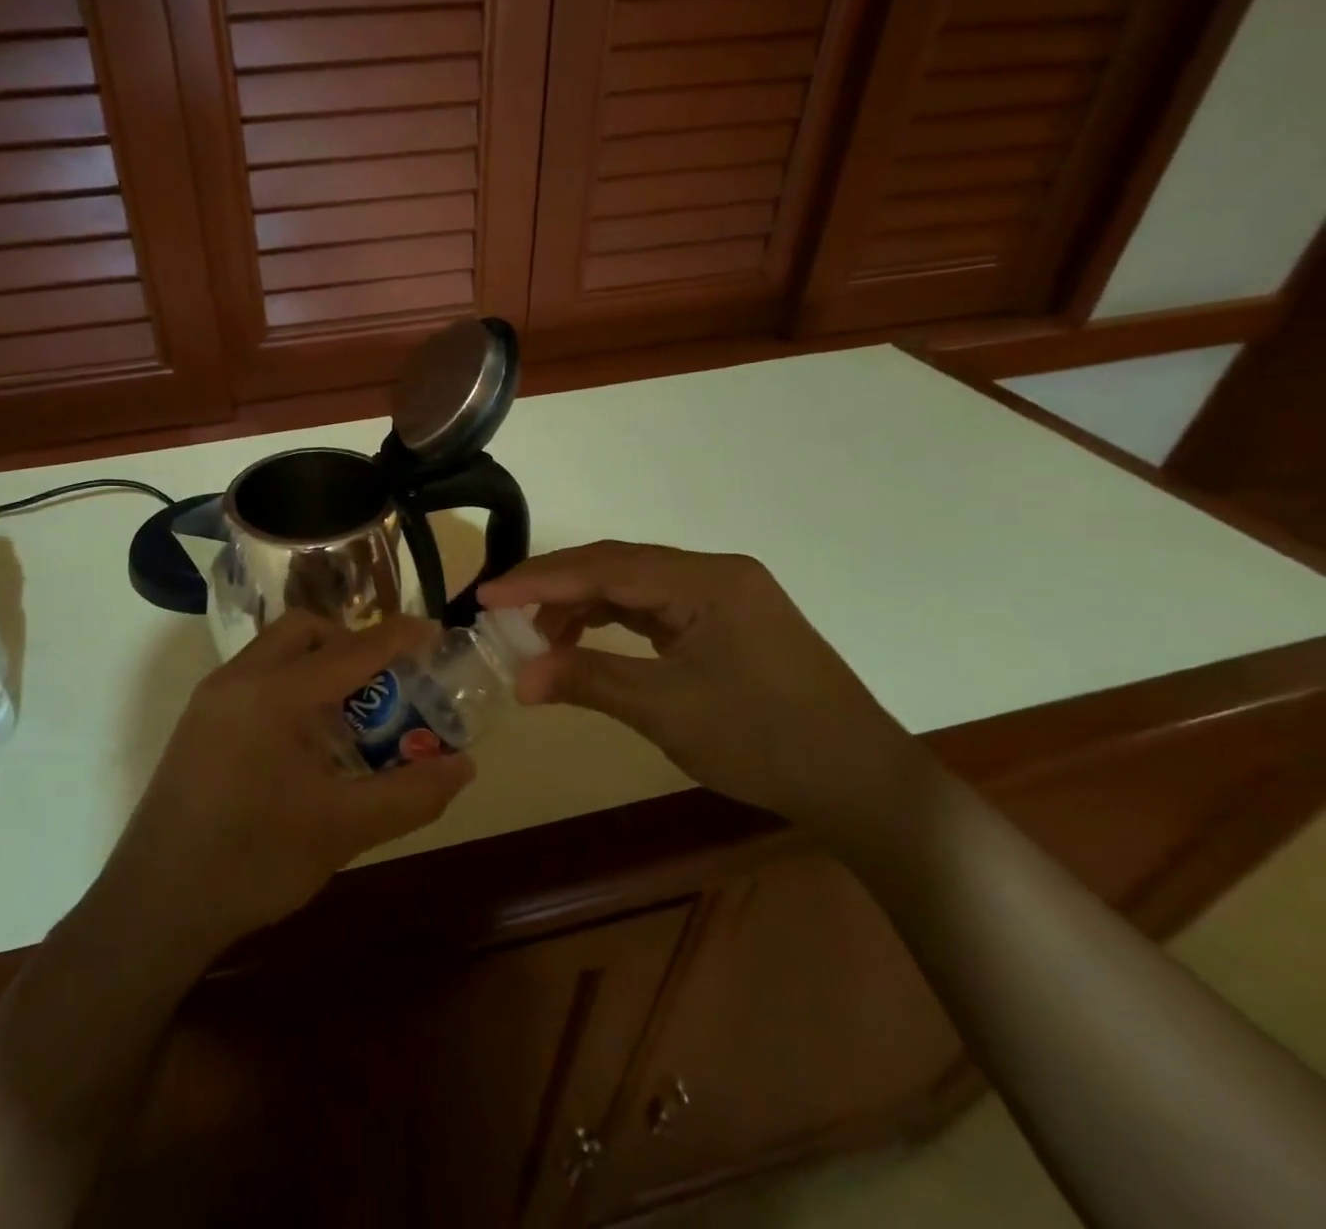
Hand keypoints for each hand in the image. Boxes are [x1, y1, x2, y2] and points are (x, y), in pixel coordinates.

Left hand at [99, 611, 474, 950]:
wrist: (154, 906)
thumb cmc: (252, 861)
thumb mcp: (343, 830)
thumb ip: (410, 794)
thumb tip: (463, 766)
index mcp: (275, 694)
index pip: (351, 649)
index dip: (398, 637)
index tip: (434, 633)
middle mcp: (238, 680)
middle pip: (305, 630)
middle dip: (350, 642)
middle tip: (384, 681)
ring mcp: (211, 699)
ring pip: (275, 652)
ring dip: (318, 665)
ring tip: (349, 714)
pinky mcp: (198, 723)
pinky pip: (254, 679)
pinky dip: (290, 686)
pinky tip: (305, 741)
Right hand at [479, 542, 919, 831]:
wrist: (862, 783)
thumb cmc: (766, 742)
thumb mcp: (666, 711)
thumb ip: (588, 681)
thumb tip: (518, 679)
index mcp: (707, 581)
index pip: (606, 568)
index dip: (540, 581)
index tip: (487, 597)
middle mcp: (714, 573)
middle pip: (617, 565)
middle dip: (556, 587)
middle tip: (502, 611)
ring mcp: (723, 595)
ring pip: (633, 584)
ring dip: (582, 604)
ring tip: (540, 637)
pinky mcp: (725, 619)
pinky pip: (654, 605)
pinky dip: (613, 619)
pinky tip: (585, 638)